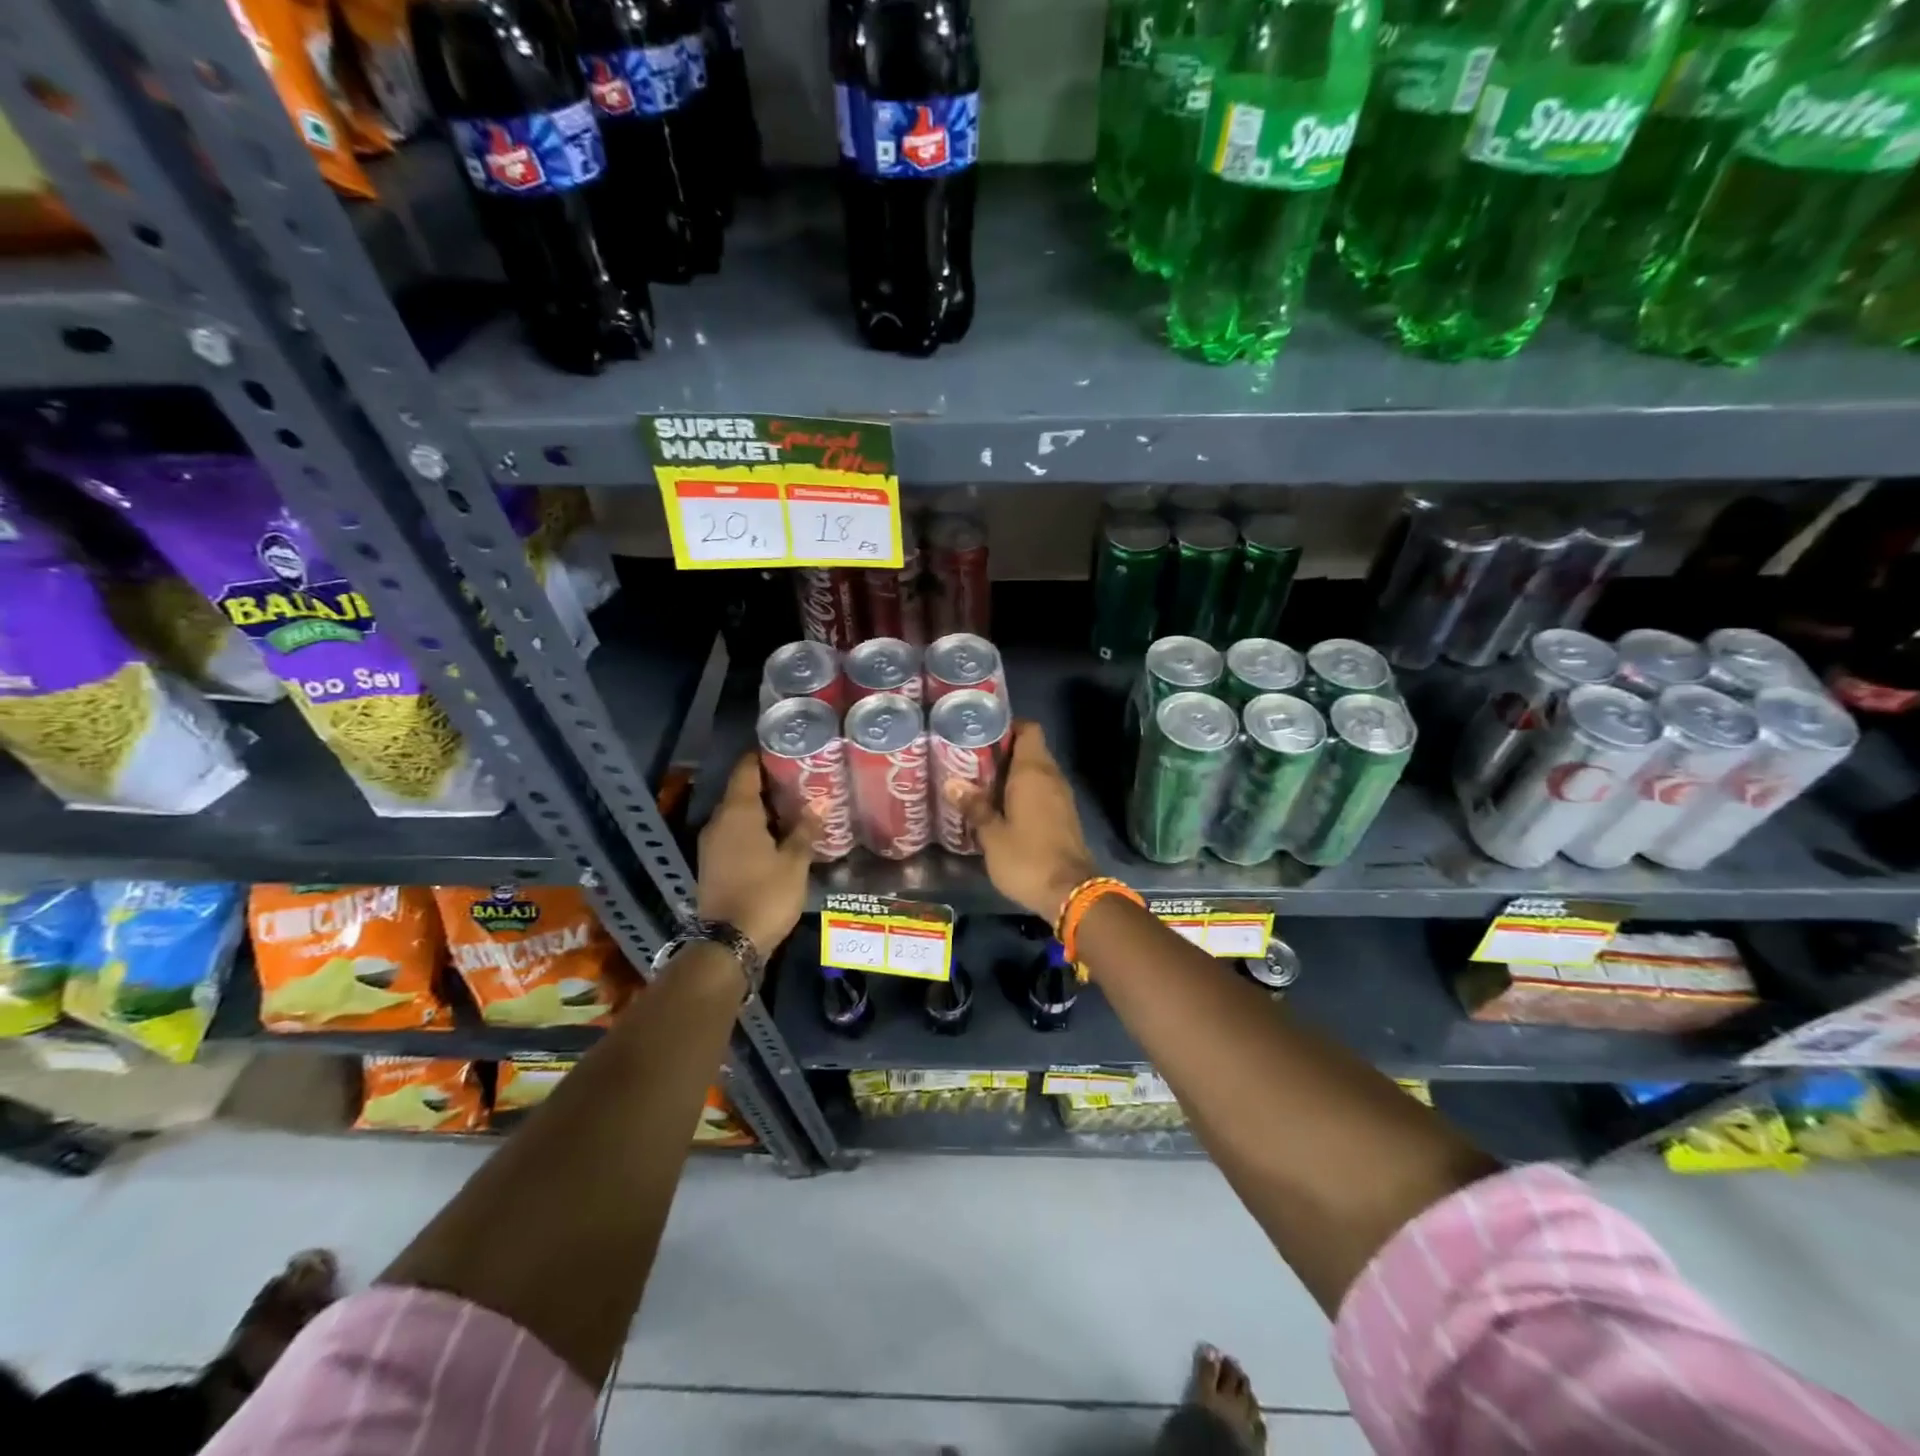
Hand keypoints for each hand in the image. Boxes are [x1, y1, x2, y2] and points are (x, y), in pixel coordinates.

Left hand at [697, 754, 814, 956]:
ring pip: (738, 814)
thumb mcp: (794, 862)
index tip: (787, 749)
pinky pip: (735, 833)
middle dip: (769, 784)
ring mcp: (712, 844)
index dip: (764, 756)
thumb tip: (820, 802)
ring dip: (763, 808)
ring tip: (796, 806)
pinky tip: (779, 835)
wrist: (729, 943)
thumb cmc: (766, 895)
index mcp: (737, 813)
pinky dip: (755, 828)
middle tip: (802, 779)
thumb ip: (805, 830)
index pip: (746, 770)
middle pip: (742, 791)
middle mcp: (719, 822)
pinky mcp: (713, 863)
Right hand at [957, 721, 1096, 922]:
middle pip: (1031, 749)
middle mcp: (1051, 777)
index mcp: (1033, 772)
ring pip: (1037, 772)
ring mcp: (1061, 797)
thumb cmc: (1027, 858)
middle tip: (972, 761)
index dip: (1008, 726)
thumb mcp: (991, 835)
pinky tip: (1002, 807)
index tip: (982, 734)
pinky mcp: (1064, 816)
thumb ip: (974, 806)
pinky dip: (1024, 792)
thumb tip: (952, 783)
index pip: (1028, 729)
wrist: (1070, 892)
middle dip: (1003, 752)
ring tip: (981, 784)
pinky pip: (1042, 791)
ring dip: (1013, 775)